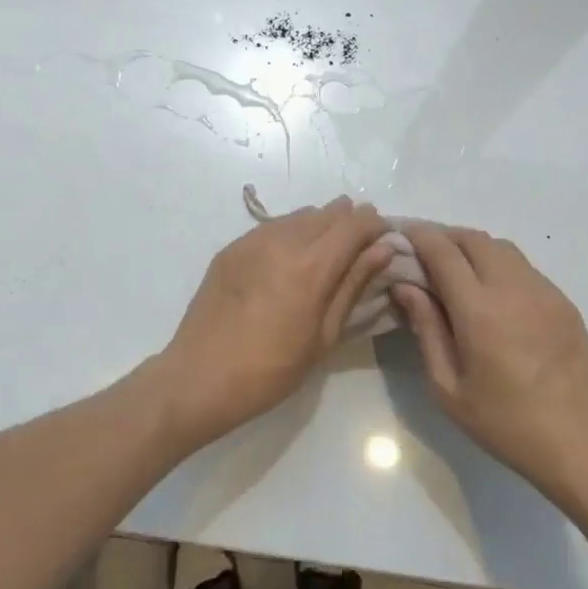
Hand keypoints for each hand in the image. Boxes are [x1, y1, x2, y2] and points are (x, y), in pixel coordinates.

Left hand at [150, 198, 393, 450]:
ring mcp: (253, 240)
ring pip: (300, 215)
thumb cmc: (272, 369)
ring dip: (322, 222)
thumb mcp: (324, 334)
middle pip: (328, 213)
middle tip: (363, 242)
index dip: (376, 225)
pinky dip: (293, 230)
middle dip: (351, 220)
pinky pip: (273, 226)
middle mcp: (283, 241)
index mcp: (311, 266)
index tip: (386, 237)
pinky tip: (294, 252)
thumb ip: (353, 284)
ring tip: (330, 246)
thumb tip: (382, 249)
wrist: (201, 375)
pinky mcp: (232, 247)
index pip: (354, 224)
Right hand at [391, 225, 587, 508]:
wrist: (579, 443)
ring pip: (501, 248)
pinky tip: (492, 293)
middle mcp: (513, 288)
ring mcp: (544, 292)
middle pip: (473, 239)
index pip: (443, 251)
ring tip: (456, 270)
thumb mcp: (447, 387)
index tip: (400, 236)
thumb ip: (425, 328)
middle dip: (444, 237)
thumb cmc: (504, 422)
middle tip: (424, 254)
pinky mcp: (563, 302)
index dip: (419, 237)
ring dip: (473, 248)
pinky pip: (524, 267)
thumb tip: (405, 286)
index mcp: (479, 310)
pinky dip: (499, 265)